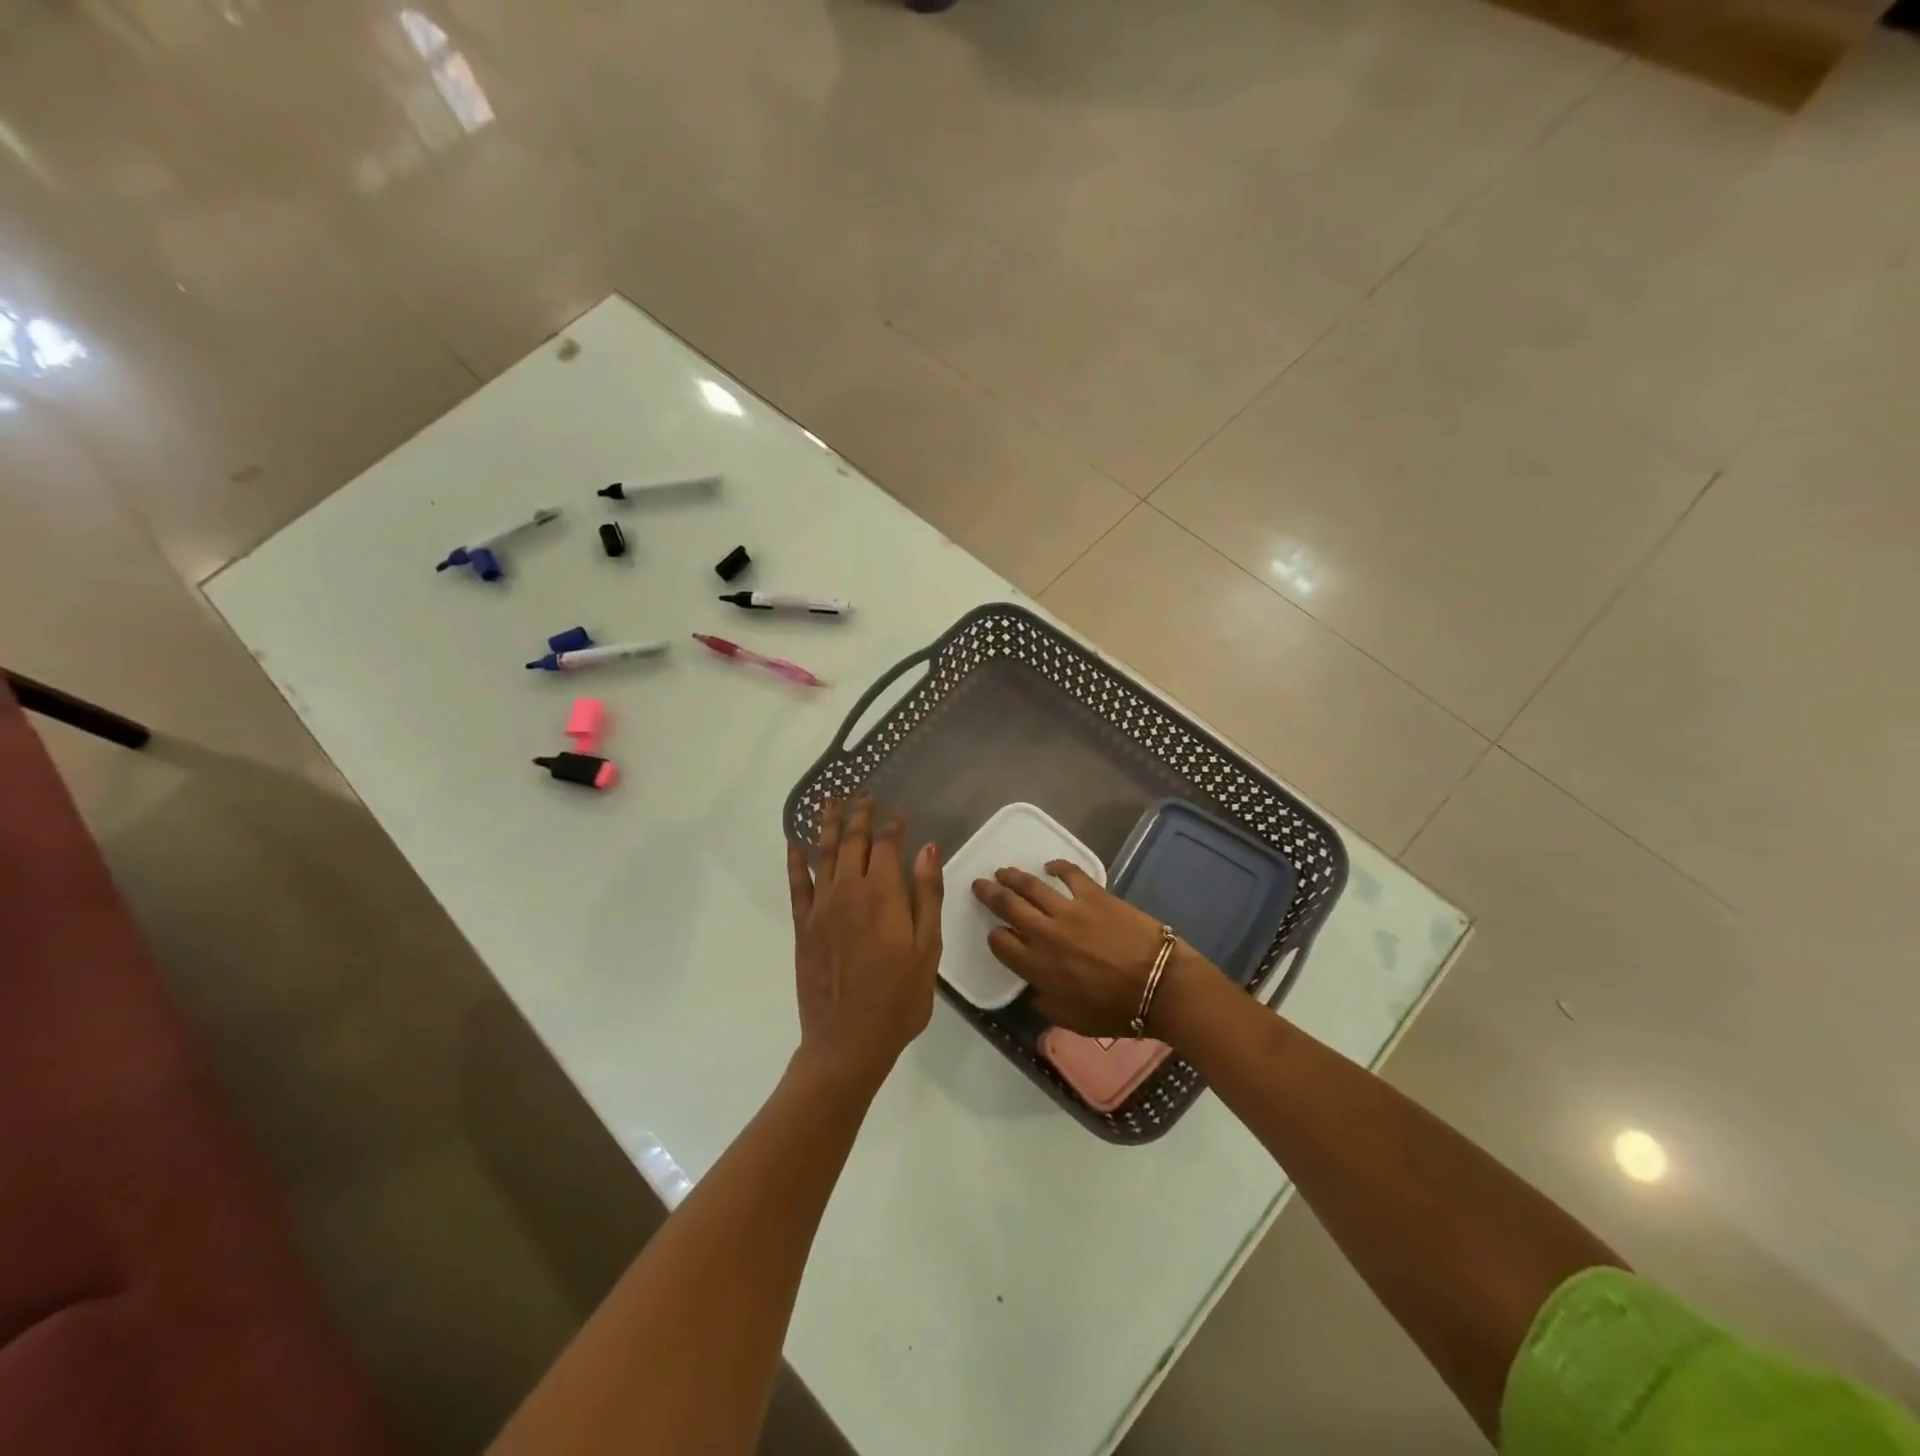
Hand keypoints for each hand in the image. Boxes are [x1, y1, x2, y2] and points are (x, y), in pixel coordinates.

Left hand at [788, 797, 942, 1088]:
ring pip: (823, 854)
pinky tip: (794, 843)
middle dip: (859, 815)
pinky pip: (797, 884)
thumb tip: (928, 848)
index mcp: (883, 895)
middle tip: (862, 794)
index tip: (899, 812)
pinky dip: (795, 861)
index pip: (887, 846)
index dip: (893, 826)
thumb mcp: (927, 948)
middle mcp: (849, 891)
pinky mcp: (803, 926)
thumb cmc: (899, 998)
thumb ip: (927, 895)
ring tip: (829, 801)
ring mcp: (822, 907)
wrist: (847, 1041)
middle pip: (853, 842)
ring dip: (827, 825)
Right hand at [972, 862, 1180, 1037]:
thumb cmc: (1117, 1011)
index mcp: (1037, 967)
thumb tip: (1035, 991)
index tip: (996, 932)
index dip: (995, 936)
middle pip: (1007, 906)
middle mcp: (1044, 934)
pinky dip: (1057, 866)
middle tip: (980, 884)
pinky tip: (1050, 865)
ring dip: (1013, 876)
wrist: (1159, 985)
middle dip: (989, 894)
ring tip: (1003, 871)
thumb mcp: (1073, 1020)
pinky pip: (1069, 873)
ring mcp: (1068, 910)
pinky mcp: (1093, 894)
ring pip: (1030, 886)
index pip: (1001, 944)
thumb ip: (1048, 1004)